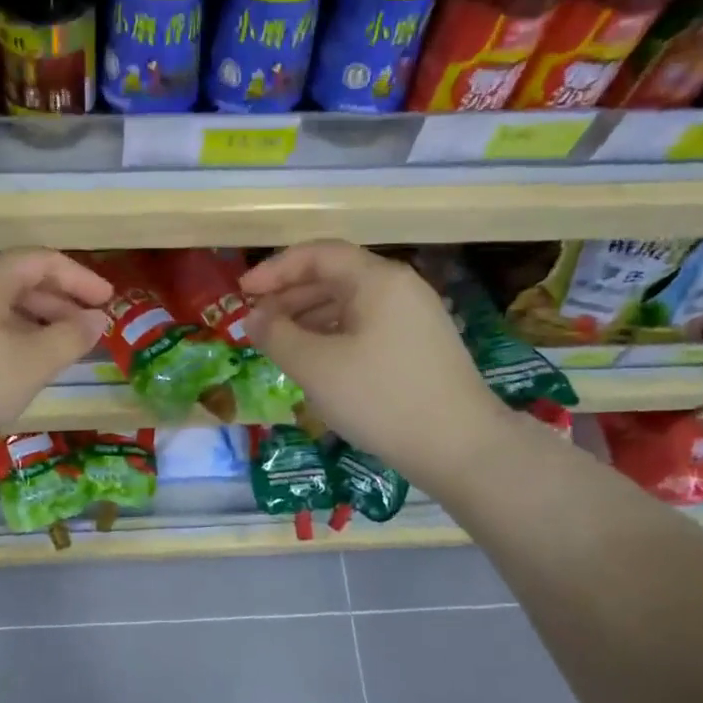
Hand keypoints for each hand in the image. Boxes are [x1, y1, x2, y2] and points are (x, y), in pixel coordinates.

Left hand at [0, 249, 110, 457]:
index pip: (43, 261)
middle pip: (19, 280)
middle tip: (89, 331)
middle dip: (60, 304)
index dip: (81, 279)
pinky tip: (17, 365)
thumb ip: (71, 338)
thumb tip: (96, 320)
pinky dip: (8, 336)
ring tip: (59, 351)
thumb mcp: (30, 364)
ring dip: (35, 323)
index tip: (109, 302)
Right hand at [242, 241, 503, 470]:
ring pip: (350, 304)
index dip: (275, 270)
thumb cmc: (381, 398)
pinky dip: (333, 336)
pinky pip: (365, 327)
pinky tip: (316, 362)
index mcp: (377, 280)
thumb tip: (254, 318)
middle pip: (334, 276)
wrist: (460, 447)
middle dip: (289, 296)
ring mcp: (414, 318)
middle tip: (256, 323)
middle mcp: (399, 289)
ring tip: (279, 344)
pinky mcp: (419, 347)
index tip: (242, 293)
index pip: (318, 255)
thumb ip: (277, 335)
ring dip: (308, 318)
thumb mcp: (316, 367)